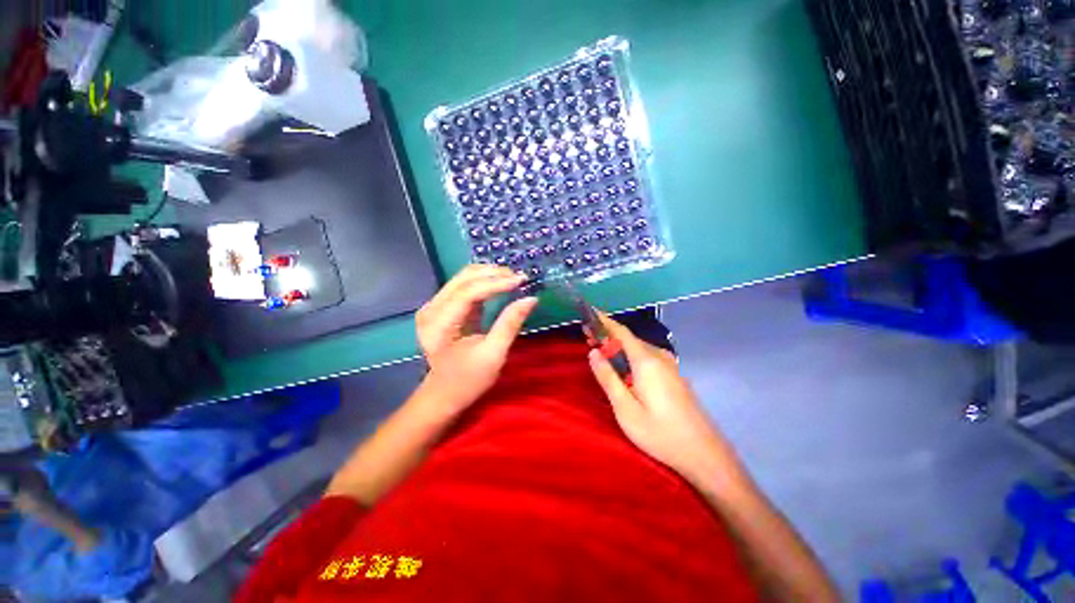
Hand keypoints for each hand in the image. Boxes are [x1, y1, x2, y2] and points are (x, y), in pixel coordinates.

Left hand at [416, 264, 537, 413]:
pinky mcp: (442, 307)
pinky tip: (500, 284)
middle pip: (463, 279)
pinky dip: (484, 282)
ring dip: (489, 274)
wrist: (444, 394)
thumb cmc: (468, 380)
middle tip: (519, 277)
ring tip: (513, 279)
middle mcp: (431, 309)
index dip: (496, 283)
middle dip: (493, 274)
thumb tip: (530, 299)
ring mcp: (434, 306)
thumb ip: (510, 324)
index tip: (521, 280)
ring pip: (463, 277)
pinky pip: (464, 286)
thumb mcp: (493, 355)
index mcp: (439, 324)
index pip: (468, 292)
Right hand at [587, 315, 727, 479]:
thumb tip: (593, 352)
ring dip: (618, 346)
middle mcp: (659, 357)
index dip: (604, 321)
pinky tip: (623, 366)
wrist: (704, 454)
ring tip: (600, 351)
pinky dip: (630, 355)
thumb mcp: (625, 409)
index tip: (589, 313)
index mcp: (646, 361)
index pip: (621, 331)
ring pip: (638, 347)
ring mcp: (669, 365)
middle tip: (587, 338)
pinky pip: (646, 357)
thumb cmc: (660, 433)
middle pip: (629, 338)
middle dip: (607, 335)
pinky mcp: (673, 375)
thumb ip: (608, 378)